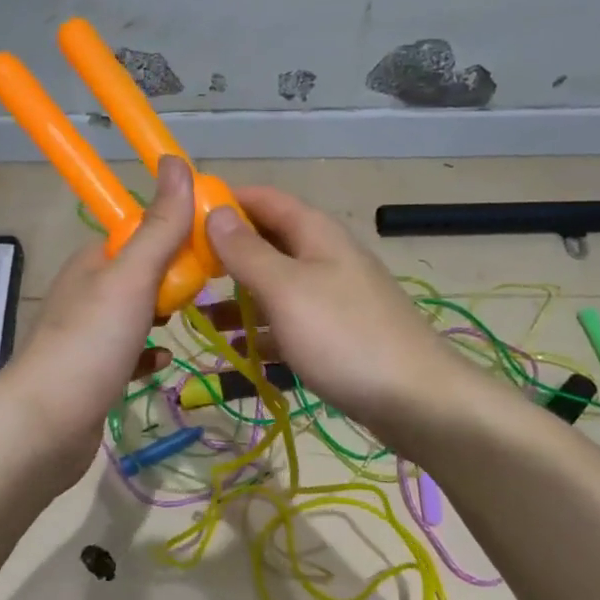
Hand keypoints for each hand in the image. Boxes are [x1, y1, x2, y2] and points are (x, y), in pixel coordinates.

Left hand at [0, 155, 196, 488]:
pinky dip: (149, 353)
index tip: (216, 244)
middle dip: (176, 276)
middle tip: (214, 287)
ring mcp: (88, 334)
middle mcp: (88, 292)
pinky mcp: (93, 372)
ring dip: (164, 313)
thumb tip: (177, 161)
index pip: (141, 231)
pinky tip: (164, 362)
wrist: (44, 427)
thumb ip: (159, 227)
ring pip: (136, 313)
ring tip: (200, 316)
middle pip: (142, 272)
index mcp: (94, 261)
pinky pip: (129, 353)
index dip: (177, 232)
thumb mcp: (131, 278)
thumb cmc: (91, 344)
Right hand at [205, 186, 462, 432]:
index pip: (264, 199)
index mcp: (315, 233)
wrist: (417, 400)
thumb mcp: (286, 289)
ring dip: (239, 296)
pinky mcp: (337, 334)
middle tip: (183, 272)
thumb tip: (216, 212)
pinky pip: (289, 321)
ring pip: (276, 285)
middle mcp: (325, 257)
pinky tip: (236, 350)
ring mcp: (333, 297)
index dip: (225, 201)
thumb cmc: (344, 337)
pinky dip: (262, 330)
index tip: (181, 219)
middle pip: (268, 242)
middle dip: (225, 254)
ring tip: (197, 314)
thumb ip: (247, 251)